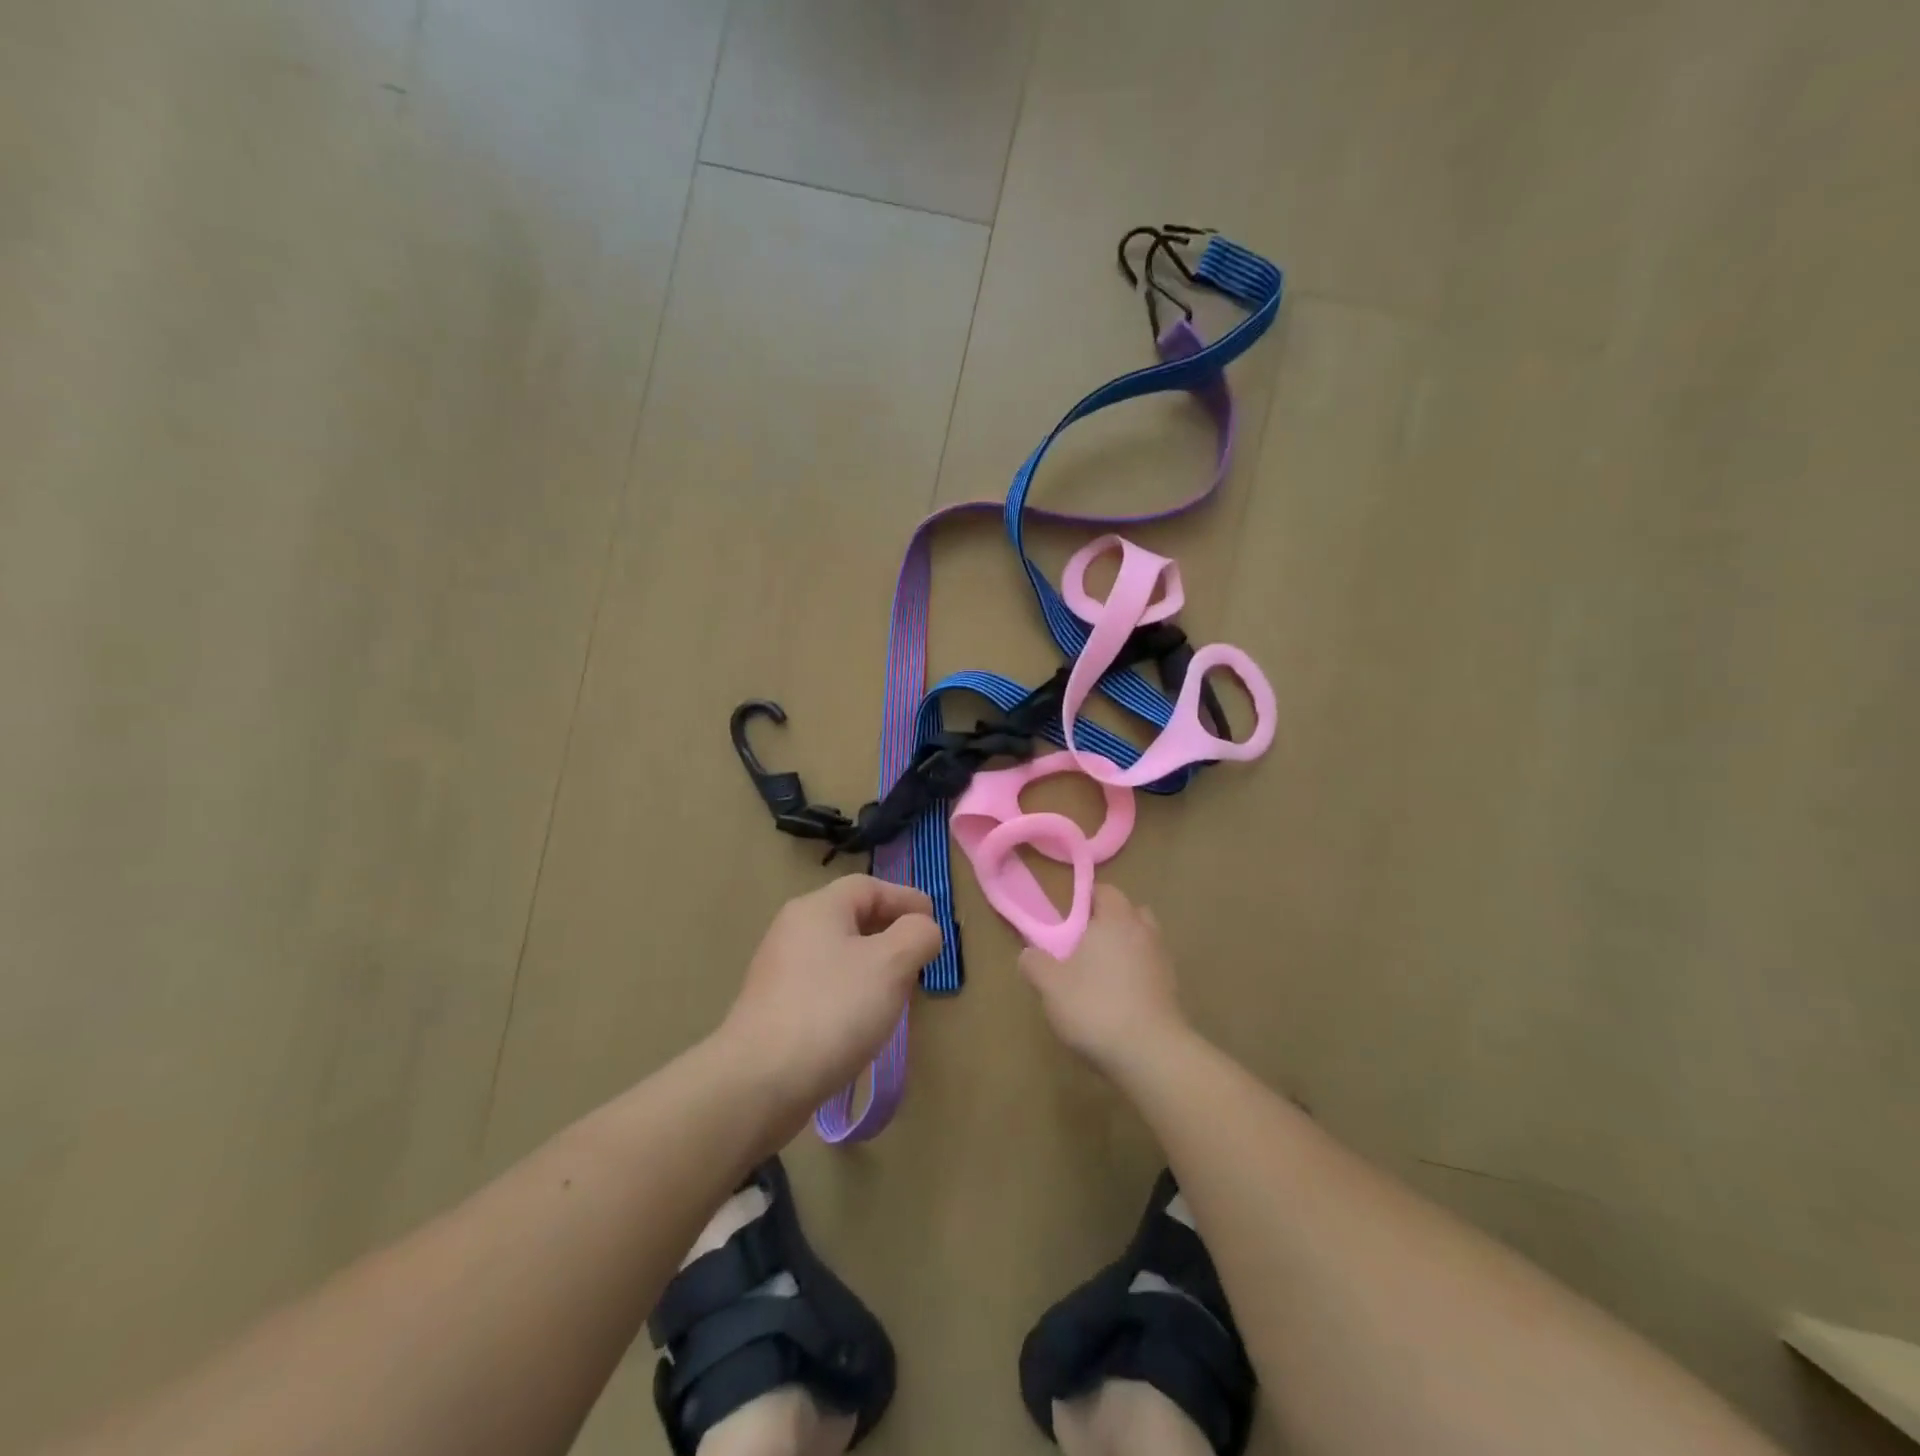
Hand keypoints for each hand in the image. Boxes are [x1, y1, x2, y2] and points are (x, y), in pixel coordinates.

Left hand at [717, 876, 943, 1122]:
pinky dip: (850, 992)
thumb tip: (923, 929)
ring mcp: (780, 971)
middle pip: (851, 918)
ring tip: (898, 991)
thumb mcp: (891, 964)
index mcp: (818, 909)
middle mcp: (794, 930)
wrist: (759, 1081)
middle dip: (891, 933)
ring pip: (838, 954)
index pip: (869, 887)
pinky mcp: (775, 1008)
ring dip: (872, 965)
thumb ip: (917, 935)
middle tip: (920, 957)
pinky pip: (823, 985)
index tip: (934, 922)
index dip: (905, 899)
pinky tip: (863, 1021)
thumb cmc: (832, 1010)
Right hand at [1019, 884, 1189, 1076]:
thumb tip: (1029, 953)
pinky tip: (1119, 1000)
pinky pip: (1151, 970)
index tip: (1068, 917)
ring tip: (1101, 974)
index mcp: (1115, 920)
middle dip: (1110, 922)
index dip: (1087, 899)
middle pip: (1130, 913)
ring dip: (1126, 950)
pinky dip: (1137, 976)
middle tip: (1085, 944)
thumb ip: (1035, 963)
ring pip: (1143, 942)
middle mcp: (1144, 932)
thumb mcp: (1050, 985)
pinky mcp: (1172, 991)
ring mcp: (1163, 961)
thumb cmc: (1095, 1006)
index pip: (1106, 891)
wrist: (1151, 1053)